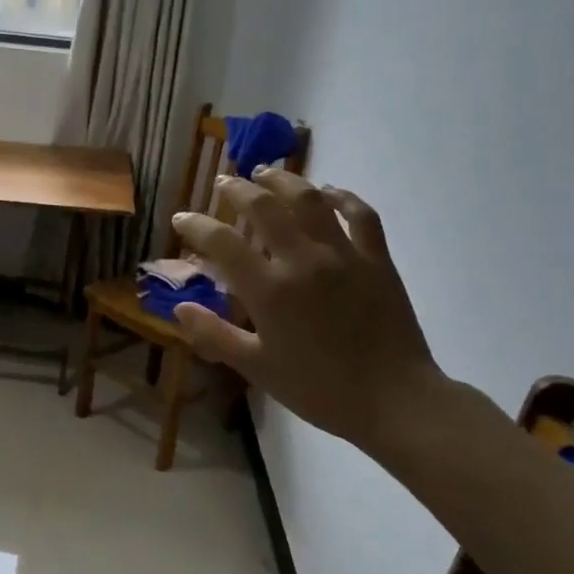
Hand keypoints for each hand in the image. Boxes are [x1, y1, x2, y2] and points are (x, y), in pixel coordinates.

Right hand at [170, 172, 445, 449]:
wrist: (394, 401)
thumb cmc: (318, 389)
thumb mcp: (256, 368)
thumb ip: (214, 335)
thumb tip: (179, 307)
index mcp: (269, 290)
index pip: (222, 242)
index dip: (196, 225)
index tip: (181, 218)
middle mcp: (303, 261)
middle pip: (264, 207)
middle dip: (237, 189)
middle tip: (222, 182)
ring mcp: (344, 255)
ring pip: (310, 199)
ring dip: (284, 180)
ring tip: (266, 172)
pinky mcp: (377, 259)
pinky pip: (360, 214)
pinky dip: (342, 197)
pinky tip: (329, 192)